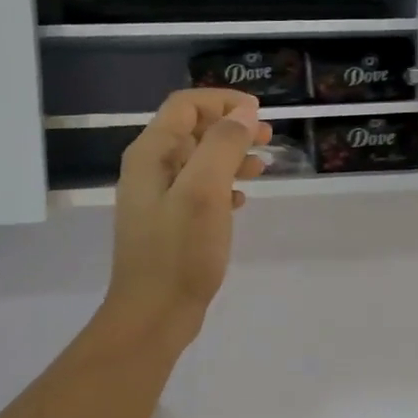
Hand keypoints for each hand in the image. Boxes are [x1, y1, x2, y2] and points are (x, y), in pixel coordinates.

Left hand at [103, 89, 271, 343]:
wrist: (153, 314)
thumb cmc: (179, 252)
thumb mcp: (205, 192)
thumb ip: (223, 146)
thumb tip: (244, 113)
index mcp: (151, 154)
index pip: (186, 106)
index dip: (223, 102)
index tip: (260, 115)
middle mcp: (149, 169)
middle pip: (192, 130)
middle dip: (231, 127)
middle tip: (268, 138)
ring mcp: (158, 198)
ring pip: (199, 161)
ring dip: (231, 156)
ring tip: (263, 167)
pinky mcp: (169, 223)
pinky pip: (199, 190)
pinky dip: (223, 185)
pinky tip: (242, 200)